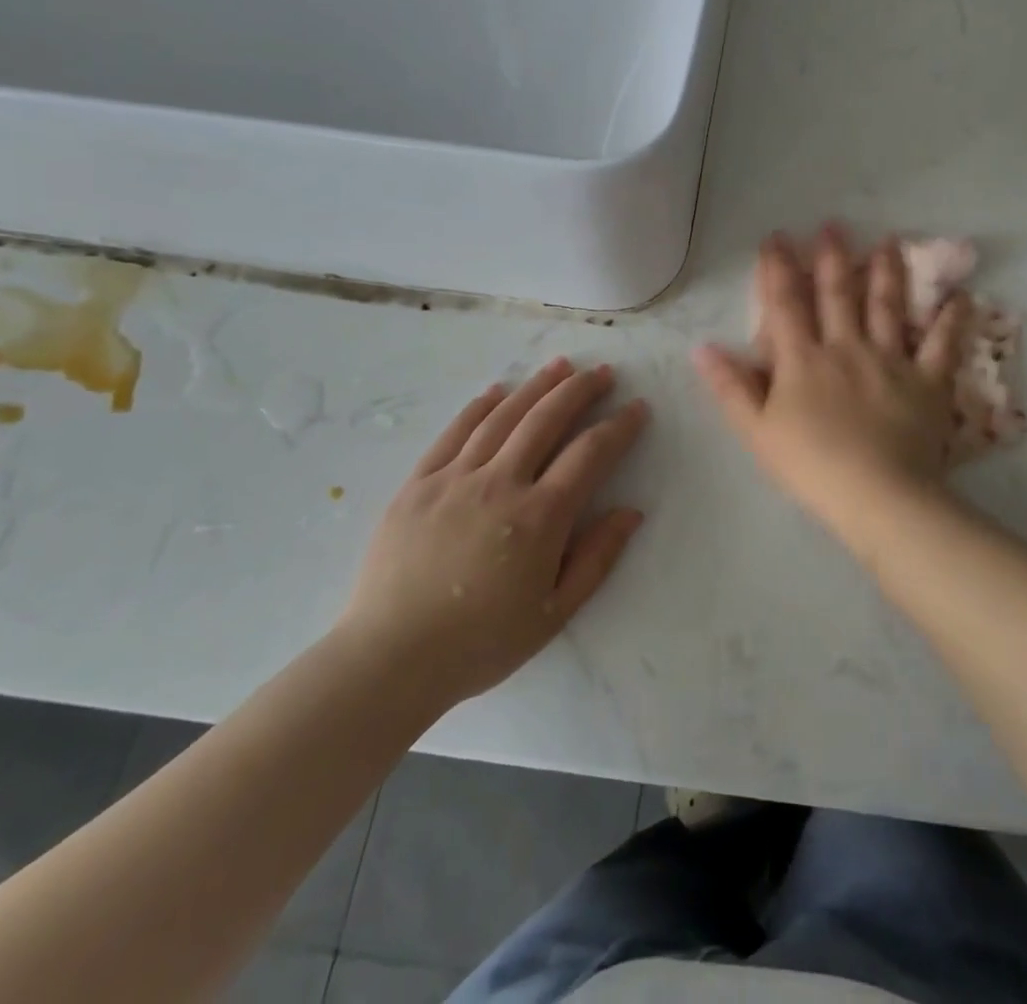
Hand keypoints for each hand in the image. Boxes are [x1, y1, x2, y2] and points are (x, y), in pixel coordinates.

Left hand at [338, 359, 648, 708]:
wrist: (390, 659)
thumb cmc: (481, 642)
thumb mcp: (555, 613)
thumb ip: (597, 558)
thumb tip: (631, 511)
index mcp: (539, 517)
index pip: (590, 454)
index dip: (619, 426)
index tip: (637, 408)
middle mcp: (500, 483)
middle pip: (547, 419)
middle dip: (580, 390)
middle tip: (602, 371)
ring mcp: (454, 478)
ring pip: (503, 417)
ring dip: (536, 387)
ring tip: (560, 366)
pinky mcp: (418, 483)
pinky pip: (454, 432)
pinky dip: (479, 407)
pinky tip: (497, 392)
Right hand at [694, 228, 968, 547]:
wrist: (876, 494)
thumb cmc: (810, 466)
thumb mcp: (756, 431)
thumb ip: (730, 387)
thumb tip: (702, 348)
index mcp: (803, 359)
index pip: (786, 304)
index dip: (778, 268)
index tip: (777, 237)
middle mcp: (846, 347)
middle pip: (838, 294)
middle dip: (832, 257)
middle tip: (833, 225)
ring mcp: (890, 360)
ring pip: (888, 306)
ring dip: (887, 271)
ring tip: (889, 241)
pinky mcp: (927, 380)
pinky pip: (942, 344)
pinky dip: (952, 320)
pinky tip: (961, 296)